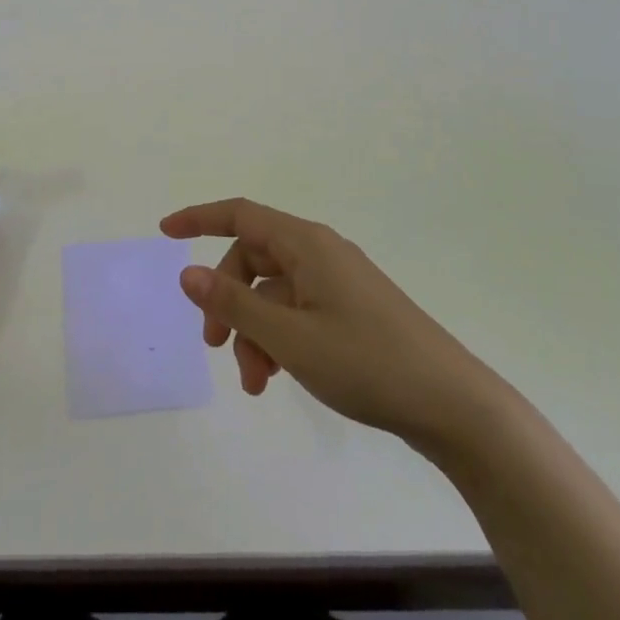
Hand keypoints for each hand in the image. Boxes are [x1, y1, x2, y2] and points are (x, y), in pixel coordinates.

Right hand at [160, 198, 500, 458]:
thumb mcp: (289, 337)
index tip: (165, 232)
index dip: (199, 217)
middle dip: (227, 299)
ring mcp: (338, 281)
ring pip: (274, 291)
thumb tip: (187, 272)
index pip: (240, 213)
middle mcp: (320, 252)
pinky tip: (277, 378)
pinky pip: (297, 310)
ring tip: (254, 382)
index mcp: (306, 244)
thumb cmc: (367, 362)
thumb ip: (234, 305)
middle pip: (253, 257)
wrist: (454, 406)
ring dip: (253, 330)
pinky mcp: (351, 310)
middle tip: (213, 345)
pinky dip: (278, 338)